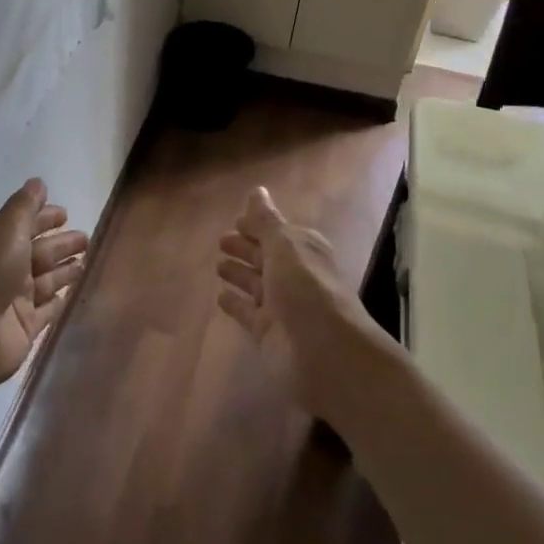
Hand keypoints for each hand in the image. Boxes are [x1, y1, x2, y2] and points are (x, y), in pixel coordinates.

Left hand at [0, 179, 87, 392]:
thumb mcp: (5, 229)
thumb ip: (24, 207)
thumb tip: (39, 182)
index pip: (23, 225)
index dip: (43, 218)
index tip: (66, 213)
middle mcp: (2, 268)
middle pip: (38, 252)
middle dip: (60, 244)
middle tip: (86, 237)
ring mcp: (14, 300)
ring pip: (46, 280)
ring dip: (64, 270)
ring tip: (86, 260)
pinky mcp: (24, 327)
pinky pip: (48, 310)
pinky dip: (59, 300)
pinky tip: (73, 292)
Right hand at [215, 187, 368, 417]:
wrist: (325, 353)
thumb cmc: (307, 289)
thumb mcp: (285, 247)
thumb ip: (266, 221)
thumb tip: (257, 190)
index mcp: (303, 250)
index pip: (278, 232)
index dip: (259, 225)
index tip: (237, 220)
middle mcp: (293, 275)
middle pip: (266, 256)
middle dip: (246, 247)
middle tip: (221, 241)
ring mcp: (280, 305)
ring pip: (255, 283)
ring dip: (239, 273)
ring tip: (218, 265)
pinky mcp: (267, 331)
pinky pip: (247, 312)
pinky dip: (235, 303)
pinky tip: (220, 297)